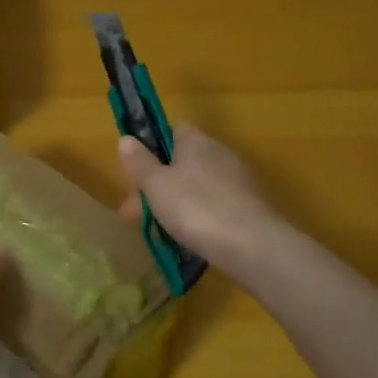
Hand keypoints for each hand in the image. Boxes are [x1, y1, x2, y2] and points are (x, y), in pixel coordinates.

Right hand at [117, 125, 276, 265]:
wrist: (252, 245)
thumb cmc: (195, 208)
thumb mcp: (156, 185)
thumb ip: (139, 162)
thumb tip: (126, 138)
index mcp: (196, 141)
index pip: (172, 131)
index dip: (152, 149)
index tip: (137, 173)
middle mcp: (219, 154)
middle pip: (181, 162)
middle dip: (157, 185)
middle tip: (135, 213)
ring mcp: (237, 180)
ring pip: (196, 186)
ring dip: (175, 203)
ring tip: (157, 231)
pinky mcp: (248, 206)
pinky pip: (213, 205)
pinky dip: (197, 217)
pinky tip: (187, 238)